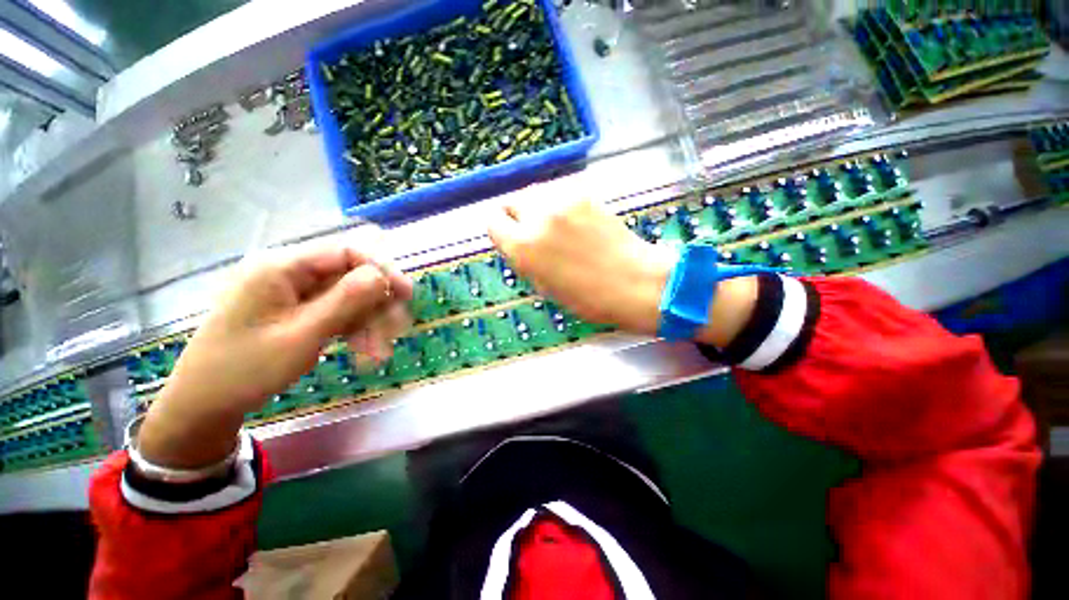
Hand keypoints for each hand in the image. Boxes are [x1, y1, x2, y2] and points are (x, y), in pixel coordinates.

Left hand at [139, 242, 412, 468]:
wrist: (205, 404)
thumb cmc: (244, 369)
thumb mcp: (301, 335)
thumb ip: (345, 301)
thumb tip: (383, 274)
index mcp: (282, 268)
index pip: (345, 251)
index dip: (381, 269)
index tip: (406, 294)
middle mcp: (290, 274)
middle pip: (351, 276)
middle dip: (377, 304)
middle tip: (396, 331)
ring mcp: (295, 294)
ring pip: (350, 297)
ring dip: (370, 322)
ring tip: (378, 353)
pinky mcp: (299, 311)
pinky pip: (338, 312)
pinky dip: (355, 330)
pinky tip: (364, 351)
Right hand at [488, 199, 675, 334]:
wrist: (634, 282)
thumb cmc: (587, 298)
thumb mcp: (544, 285)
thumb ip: (525, 258)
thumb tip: (518, 241)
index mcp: (522, 248)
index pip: (492, 222)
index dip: (501, 230)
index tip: (510, 237)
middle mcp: (537, 218)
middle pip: (510, 201)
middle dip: (517, 216)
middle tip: (533, 230)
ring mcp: (562, 201)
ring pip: (534, 193)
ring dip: (538, 207)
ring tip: (556, 225)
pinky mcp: (584, 193)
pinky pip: (558, 192)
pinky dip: (559, 204)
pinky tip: (576, 220)